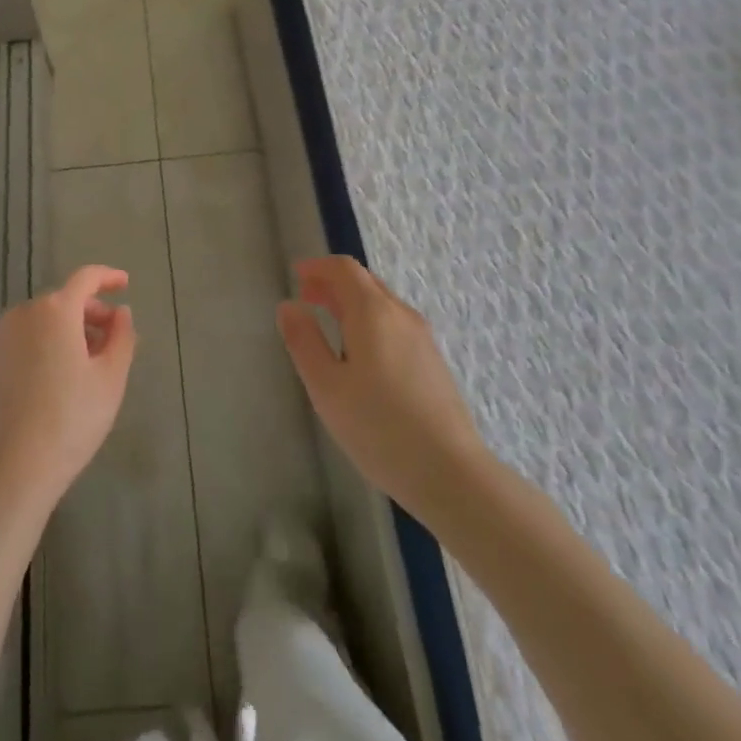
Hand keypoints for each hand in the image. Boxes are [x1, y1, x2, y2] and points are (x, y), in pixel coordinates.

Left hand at [0, 265, 135, 520]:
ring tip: (79, 367)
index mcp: (55, 311)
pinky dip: (36, 351)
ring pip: (36, 324)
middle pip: (61, 302)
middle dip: (88, 313)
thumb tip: (120, 313)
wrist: (4, 473)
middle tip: (108, 340)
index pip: (86, 278)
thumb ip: (121, 337)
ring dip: (61, 333)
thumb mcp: (110, 381)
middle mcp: (21, 315)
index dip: (107, 277)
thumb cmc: (68, 423)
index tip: (124, 284)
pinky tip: (45, 387)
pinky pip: (16, 346)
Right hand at [278, 256, 489, 518]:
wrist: (451, 473)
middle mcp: (401, 314)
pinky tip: (360, 353)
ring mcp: (422, 338)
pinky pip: (394, 324)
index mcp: (373, 312)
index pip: (344, 269)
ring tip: (328, 323)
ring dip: (351, 302)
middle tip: (306, 297)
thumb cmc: (379, 427)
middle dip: (333, 283)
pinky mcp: (432, 362)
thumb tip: (289, 306)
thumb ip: (304, 341)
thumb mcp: (326, 386)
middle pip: (364, 282)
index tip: (296, 275)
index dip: (317, 266)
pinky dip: (369, 321)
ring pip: (381, 303)